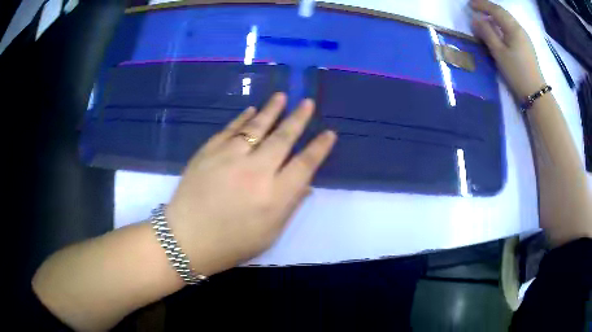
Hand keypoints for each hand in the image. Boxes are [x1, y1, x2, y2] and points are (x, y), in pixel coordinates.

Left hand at [165, 93, 335, 276]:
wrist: (186, 238)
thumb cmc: (231, 244)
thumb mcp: (269, 234)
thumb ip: (289, 206)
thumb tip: (306, 185)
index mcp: (274, 196)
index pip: (305, 165)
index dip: (319, 148)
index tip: (329, 133)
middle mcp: (255, 171)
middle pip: (283, 138)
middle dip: (298, 118)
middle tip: (307, 102)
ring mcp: (229, 157)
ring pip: (256, 126)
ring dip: (271, 109)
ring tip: (281, 96)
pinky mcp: (208, 152)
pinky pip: (230, 129)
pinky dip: (242, 118)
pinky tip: (251, 110)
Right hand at [470, 0, 545, 98]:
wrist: (535, 92)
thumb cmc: (517, 72)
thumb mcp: (499, 53)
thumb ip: (486, 33)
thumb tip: (475, 19)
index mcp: (513, 28)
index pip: (495, 9)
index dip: (481, 5)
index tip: (469, 5)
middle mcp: (519, 28)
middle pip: (502, 12)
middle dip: (488, 8)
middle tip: (476, 8)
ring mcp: (524, 37)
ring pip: (507, 20)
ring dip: (495, 16)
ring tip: (485, 18)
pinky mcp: (526, 45)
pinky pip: (511, 28)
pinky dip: (501, 24)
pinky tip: (498, 29)